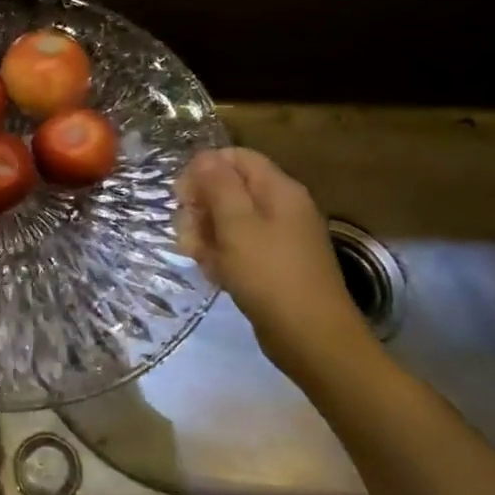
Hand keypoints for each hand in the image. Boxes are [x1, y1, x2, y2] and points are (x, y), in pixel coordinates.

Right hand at [175, 147, 372, 377]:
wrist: (311, 339)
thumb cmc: (270, 275)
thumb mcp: (237, 225)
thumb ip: (219, 185)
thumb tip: (205, 156)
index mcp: (278, 190)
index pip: (235, 158)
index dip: (204, 169)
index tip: (182, 195)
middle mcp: (280, 207)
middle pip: (228, 188)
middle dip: (200, 207)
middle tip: (187, 232)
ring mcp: (276, 237)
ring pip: (227, 220)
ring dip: (204, 234)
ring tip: (197, 257)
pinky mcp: (270, 264)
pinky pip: (237, 247)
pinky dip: (219, 255)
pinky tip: (212, 273)